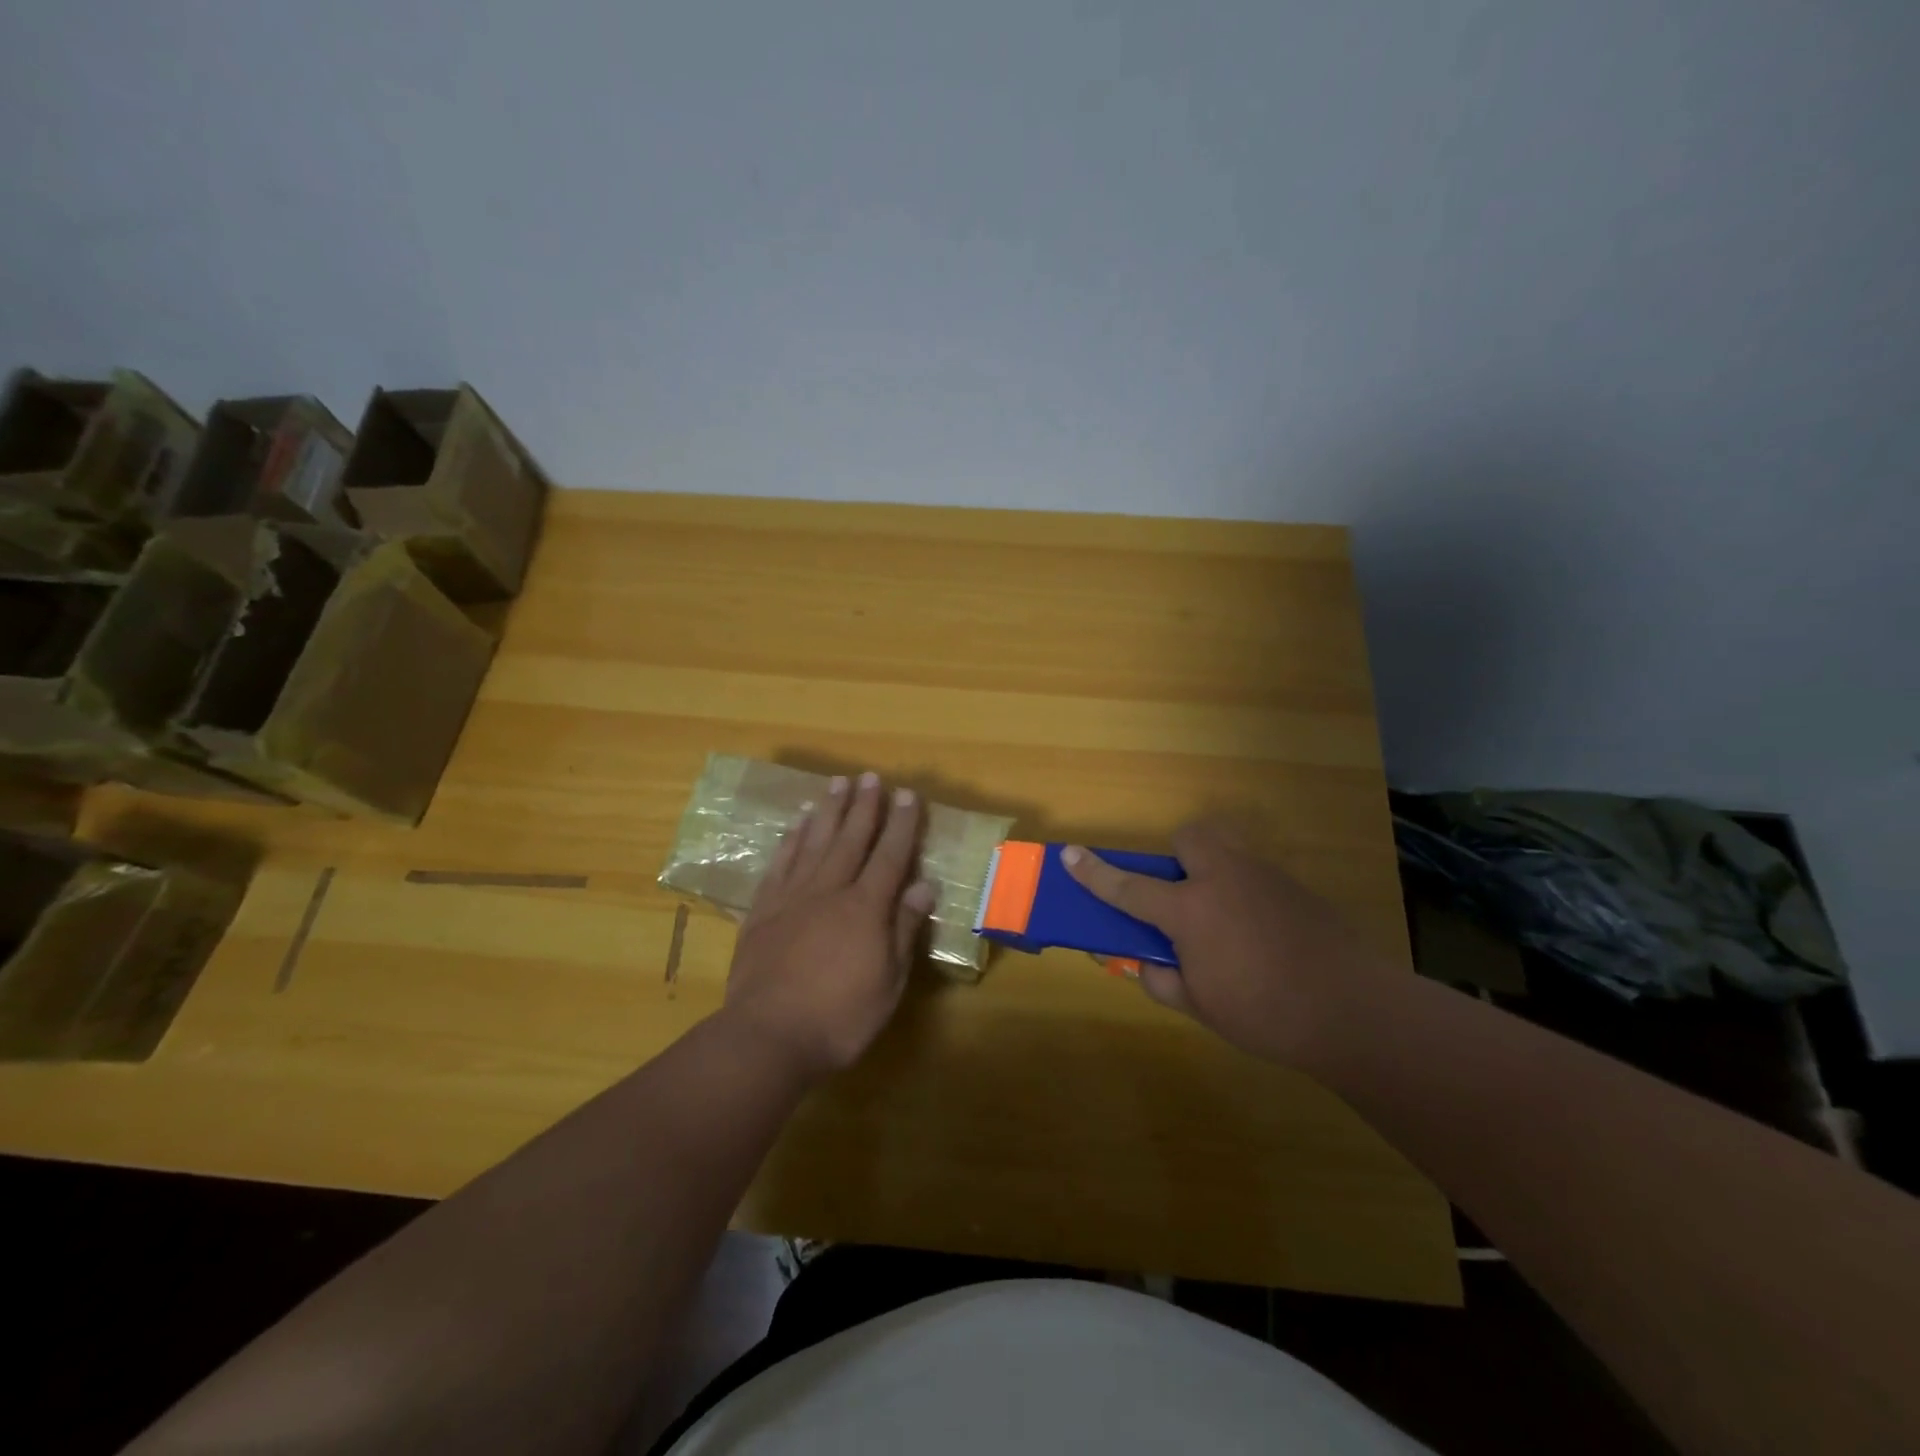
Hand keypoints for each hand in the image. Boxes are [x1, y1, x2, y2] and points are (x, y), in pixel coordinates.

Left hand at [723, 772, 935, 1081]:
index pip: (890, 856)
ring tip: (836, 785)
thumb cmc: (840, 1017)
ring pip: (814, 843)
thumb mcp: (888, 981)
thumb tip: (923, 885)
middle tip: (869, 776)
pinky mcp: (763, 911)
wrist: (768, 1036)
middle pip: (850, 839)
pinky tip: (797, 825)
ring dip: (828, 812)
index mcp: (865, 908)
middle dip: (863, 806)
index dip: (901, 824)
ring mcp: (792, 898)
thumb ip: (903, 929)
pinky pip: (780, 865)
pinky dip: (790, 841)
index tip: (906, 794)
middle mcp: (829, 891)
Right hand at [1063, 823, 1395, 1066]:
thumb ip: (1162, 980)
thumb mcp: (1200, 1007)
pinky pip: (1257, 876)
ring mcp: (1263, 878)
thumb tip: (1144, 964)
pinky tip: (1263, 935)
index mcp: (1190, 910)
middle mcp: (1223, 879)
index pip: (1128, 887)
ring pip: (1227, 851)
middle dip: (1178, 856)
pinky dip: (1246, 894)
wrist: (1354, 1011)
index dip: (1094, 873)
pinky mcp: (1295, 888)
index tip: (1070, 854)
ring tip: (1225, 920)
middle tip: (1183, 897)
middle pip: (1190, 838)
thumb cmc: (1265, 1013)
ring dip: (1214, 872)